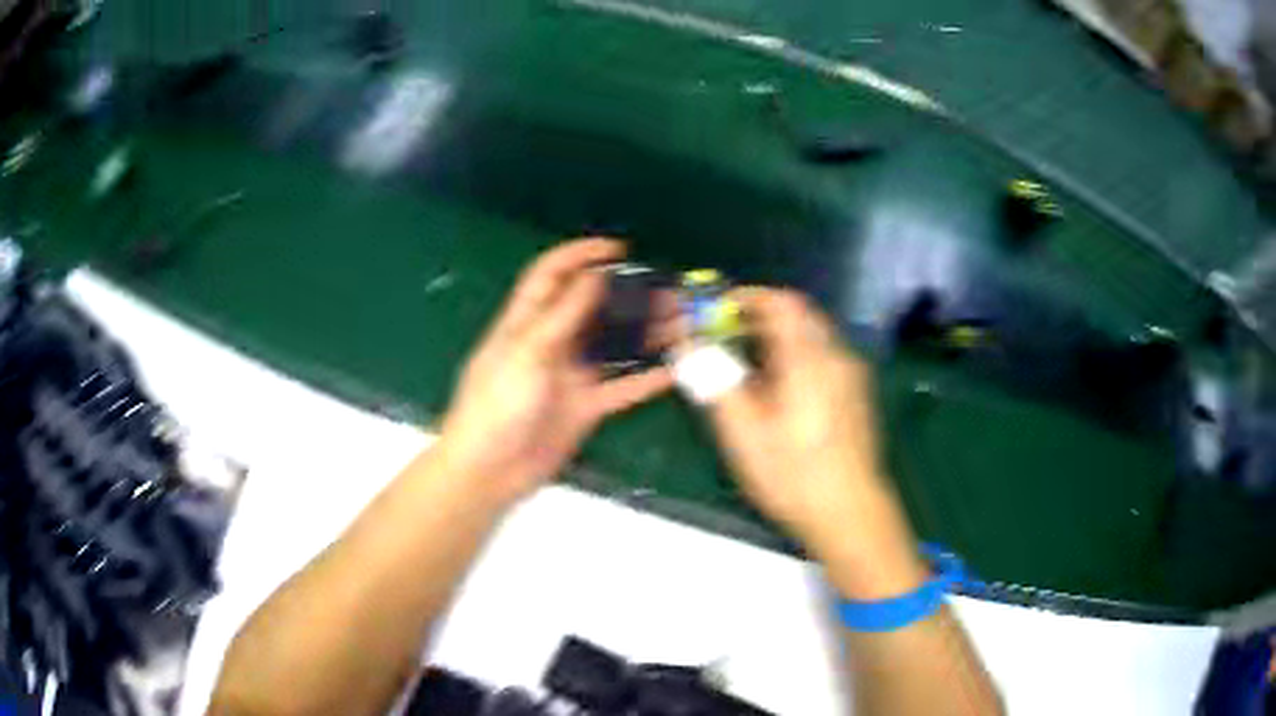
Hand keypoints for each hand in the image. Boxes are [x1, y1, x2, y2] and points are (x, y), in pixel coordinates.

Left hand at [435, 238, 673, 507]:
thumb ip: (563, 315)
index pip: (551, 275)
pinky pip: (621, 388)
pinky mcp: (585, 407)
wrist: (489, 470)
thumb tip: (594, 275)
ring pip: (612, 346)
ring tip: (679, 321)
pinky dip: (646, 379)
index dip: (580, 255)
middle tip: (665, 288)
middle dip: (626, 294)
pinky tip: (674, 369)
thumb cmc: (496, 405)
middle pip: (591, 308)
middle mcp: (551, 343)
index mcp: (526, 322)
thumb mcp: (526, 353)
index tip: (618, 251)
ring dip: (644, 333)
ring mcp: (570, 376)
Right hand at [706, 288, 924, 596]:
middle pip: (798, 316)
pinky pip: (822, 359)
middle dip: (759, 318)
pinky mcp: (856, 397)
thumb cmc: (794, 474)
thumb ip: (715, 381)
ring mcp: (851, 377)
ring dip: (777, 339)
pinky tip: (778, 392)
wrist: (851, 513)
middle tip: (726, 337)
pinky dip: (795, 358)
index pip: (780, 302)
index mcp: (809, 358)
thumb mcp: (743, 432)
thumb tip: (688, 346)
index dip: (747, 297)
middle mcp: (836, 356)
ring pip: (811, 338)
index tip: (717, 310)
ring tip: (745, 367)